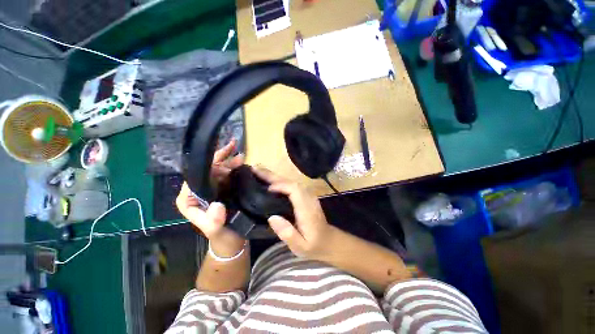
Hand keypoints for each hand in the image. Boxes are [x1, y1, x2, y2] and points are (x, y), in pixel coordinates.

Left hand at [176, 139, 245, 255]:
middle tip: (234, 147)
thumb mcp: (215, 230)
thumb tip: (217, 204)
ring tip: (241, 155)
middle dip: (222, 158)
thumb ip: (213, 220)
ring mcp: (213, 190)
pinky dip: (235, 169)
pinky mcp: (224, 191)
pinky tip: (243, 164)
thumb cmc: (221, 236)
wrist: (232, 242)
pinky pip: (228, 177)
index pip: (196, 175)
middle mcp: (199, 191)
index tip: (222, 153)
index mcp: (190, 198)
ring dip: (230, 162)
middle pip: (209, 170)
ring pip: (220, 171)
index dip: (209, 163)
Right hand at [252, 166, 332, 259]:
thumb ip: (287, 233)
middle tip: (255, 170)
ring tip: (258, 173)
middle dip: (273, 176)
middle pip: (291, 182)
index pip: (294, 190)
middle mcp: (308, 198)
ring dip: (275, 177)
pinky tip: (270, 182)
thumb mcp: (300, 247)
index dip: (280, 186)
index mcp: (306, 209)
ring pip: (291, 181)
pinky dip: (279, 181)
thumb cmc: (314, 245)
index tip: (266, 189)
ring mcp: (308, 195)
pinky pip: (291, 185)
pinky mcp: (305, 196)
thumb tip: (272, 217)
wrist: (328, 241)